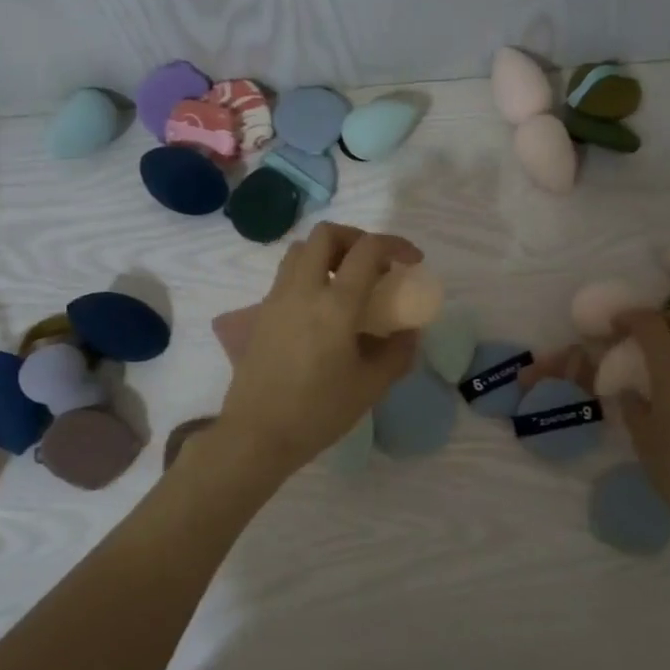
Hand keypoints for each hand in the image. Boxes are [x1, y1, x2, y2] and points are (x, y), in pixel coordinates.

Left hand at [214, 223, 422, 478]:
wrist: (257, 434)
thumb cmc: (318, 412)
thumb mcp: (370, 386)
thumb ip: (397, 352)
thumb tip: (409, 331)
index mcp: (336, 305)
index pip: (367, 250)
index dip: (395, 245)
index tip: (412, 261)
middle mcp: (303, 290)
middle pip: (326, 234)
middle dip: (357, 238)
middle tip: (375, 264)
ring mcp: (277, 298)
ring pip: (301, 250)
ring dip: (329, 253)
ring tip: (348, 282)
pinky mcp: (261, 313)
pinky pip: (288, 275)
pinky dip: (311, 274)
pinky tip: (323, 309)